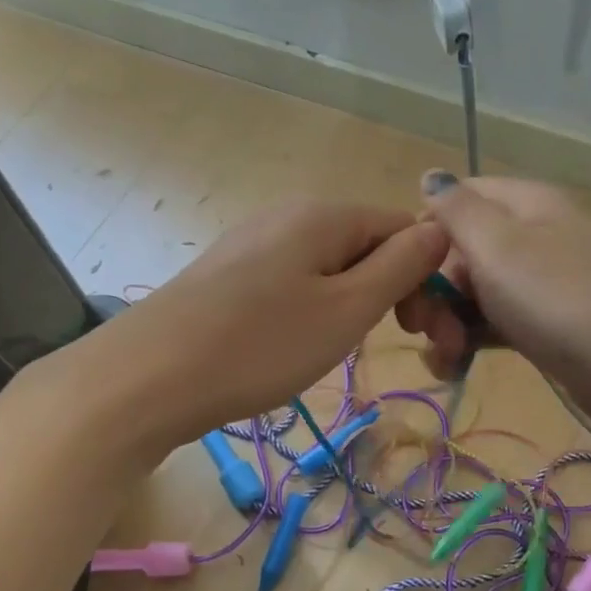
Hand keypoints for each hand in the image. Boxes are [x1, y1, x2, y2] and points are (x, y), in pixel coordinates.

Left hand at [98, 199, 447, 447]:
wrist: (149, 377)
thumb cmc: (261, 345)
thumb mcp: (347, 309)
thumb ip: (401, 266)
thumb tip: (440, 229)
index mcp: (325, 213)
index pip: (404, 228)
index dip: (426, 278)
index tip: (422, 333)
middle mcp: (289, 214)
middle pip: (366, 245)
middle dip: (391, 292)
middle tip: (391, 345)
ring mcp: (253, 242)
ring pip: (330, 267)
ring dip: (352, 304)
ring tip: (336, 348)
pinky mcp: (229, 274)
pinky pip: (293, 282)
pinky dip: (312, 310)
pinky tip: (295, 343)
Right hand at [395, 172, 590, 437]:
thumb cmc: (560, 298)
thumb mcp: (498, 244)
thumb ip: (456, 209)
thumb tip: (430, 175)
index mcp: (524, 203)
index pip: (457, 199)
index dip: (423, 234)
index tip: (405, 275)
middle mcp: (532, 236)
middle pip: (461, 251)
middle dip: (433, 289)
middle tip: (425, 328)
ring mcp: (541, 284)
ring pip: (474, 293)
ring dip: (447, 323)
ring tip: (444, 356)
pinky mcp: (546, 326)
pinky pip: (495, 324)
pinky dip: (471, 342)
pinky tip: (454, 367)